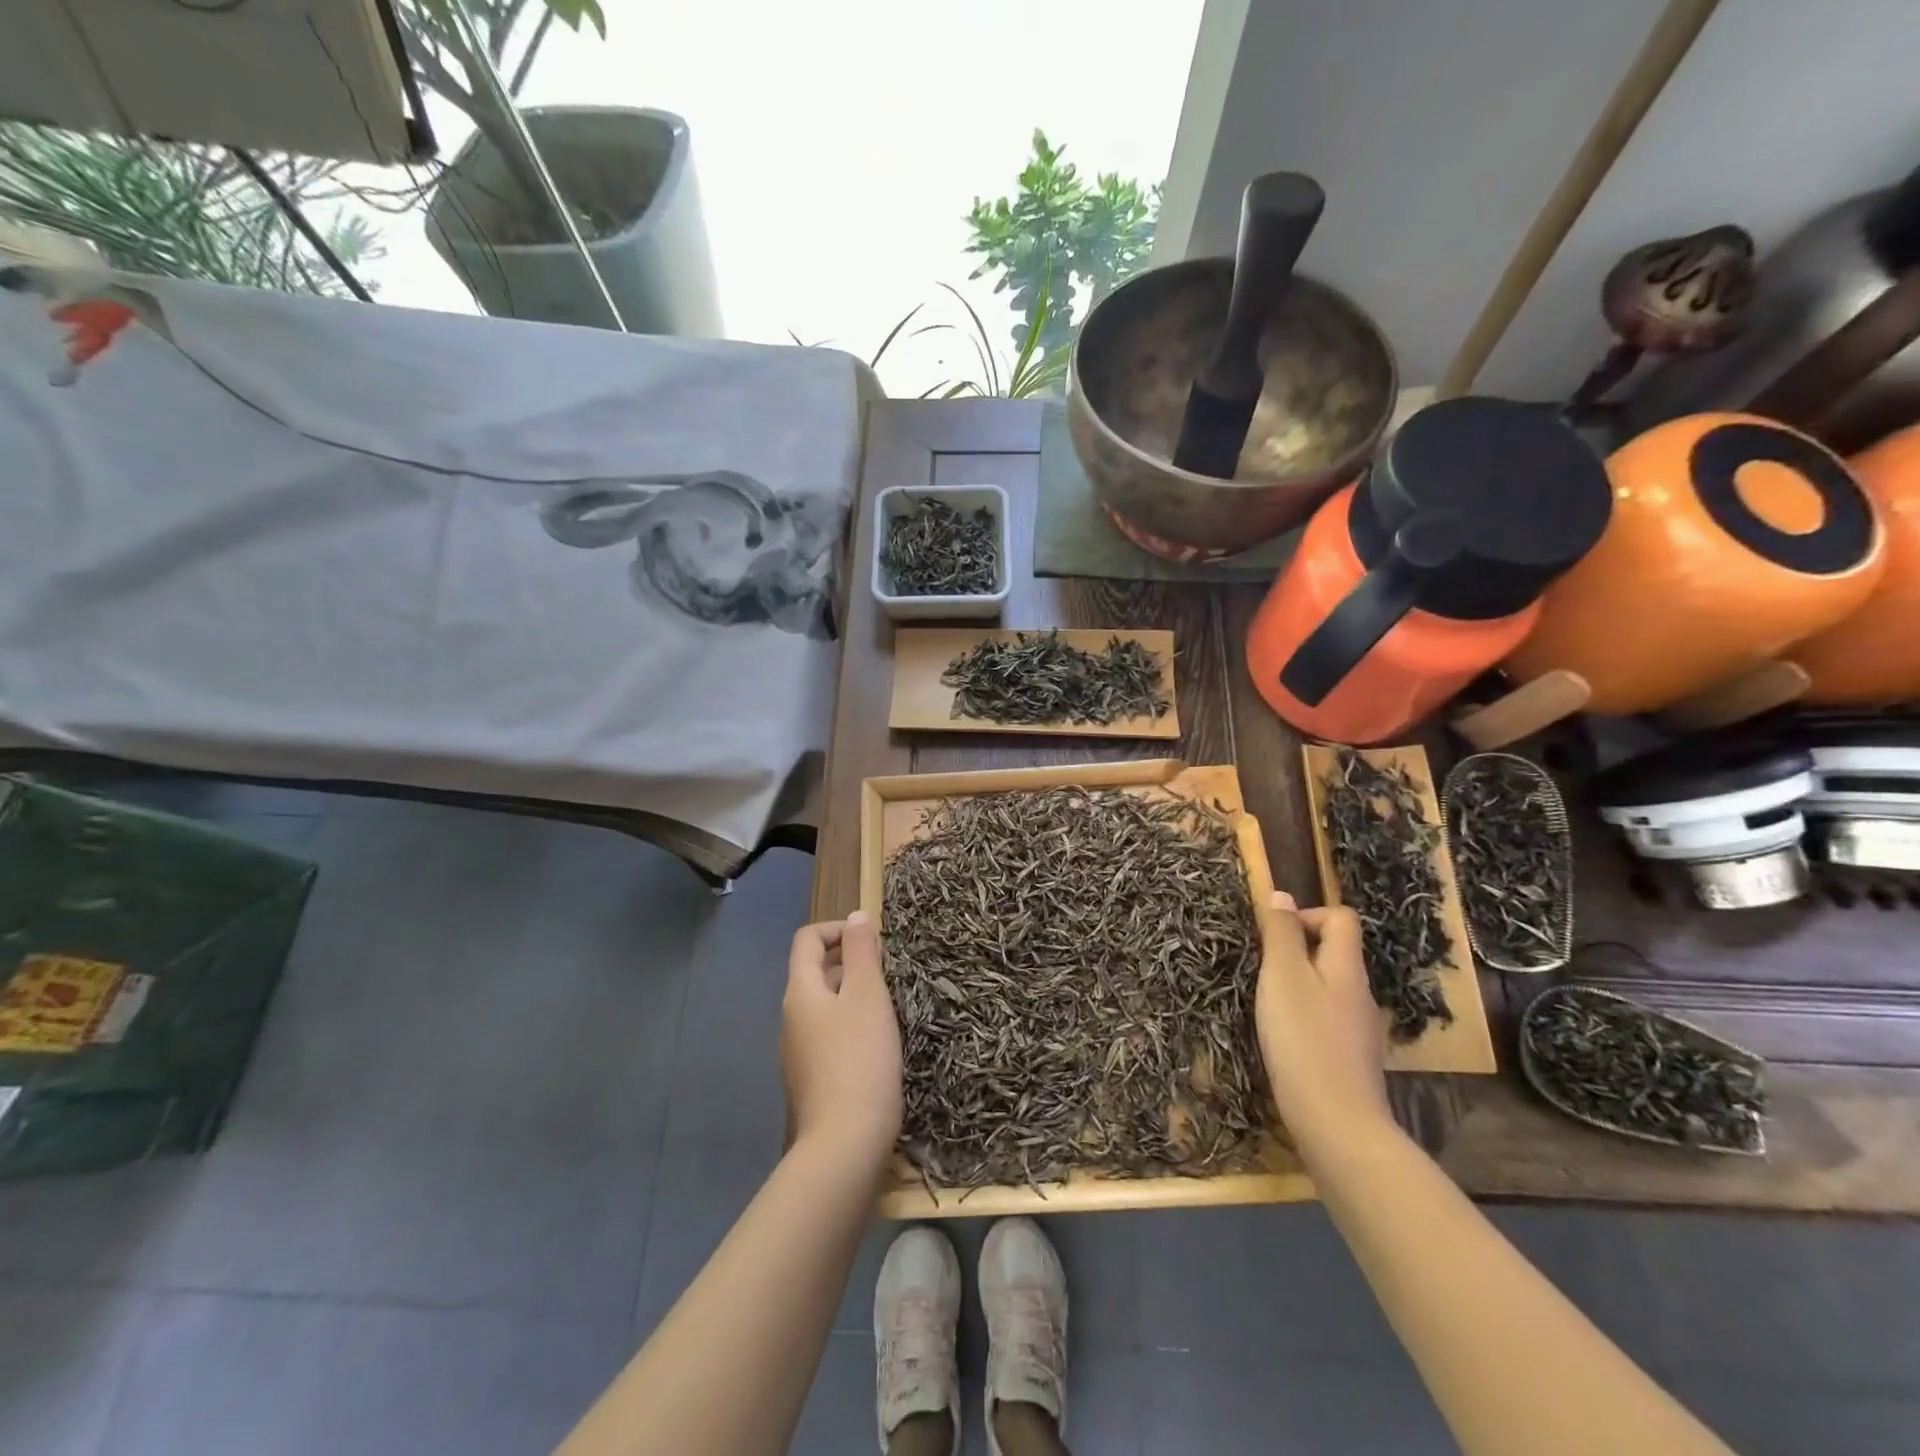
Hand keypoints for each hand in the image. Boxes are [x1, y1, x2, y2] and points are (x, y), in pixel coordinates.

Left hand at [781, 912, 902, 1166]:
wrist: (845, 1144)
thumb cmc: (860, 1057)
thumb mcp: (867, 995)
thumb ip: (861, 951)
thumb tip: (856, 916)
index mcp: (800, 992)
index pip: (807, 940)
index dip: (837, 929)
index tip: (873, 940)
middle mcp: (791, 1018)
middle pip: (814, 972)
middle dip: (850, 962)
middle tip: (888, 973)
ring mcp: (797, 1052)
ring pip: (824, 1006)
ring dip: (853, 995)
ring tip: (888, 1007)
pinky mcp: (811, 1079)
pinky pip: (829, 1036)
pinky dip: (850, 1026)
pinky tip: (877, 1045)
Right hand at [1254, 892, 1392, 1159]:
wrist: (1337, 1124)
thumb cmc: (1303, 1039)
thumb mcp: (1282, 976)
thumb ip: (1281, 934)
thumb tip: (1282, 895)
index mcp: (1346, 968)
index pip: (1342, 918)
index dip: (1308, 915)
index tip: (1274, 936)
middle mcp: (1360, 993)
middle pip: (1336, 953)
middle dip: (1298, 952)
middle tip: (1263, 971)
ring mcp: (1360, 1030)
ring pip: (1330, 988)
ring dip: (1299, 986)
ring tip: (1269, 1005)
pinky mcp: (1352, 1060)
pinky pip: (1328, 1020)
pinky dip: (1306, 1018)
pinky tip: (1285, 1040)